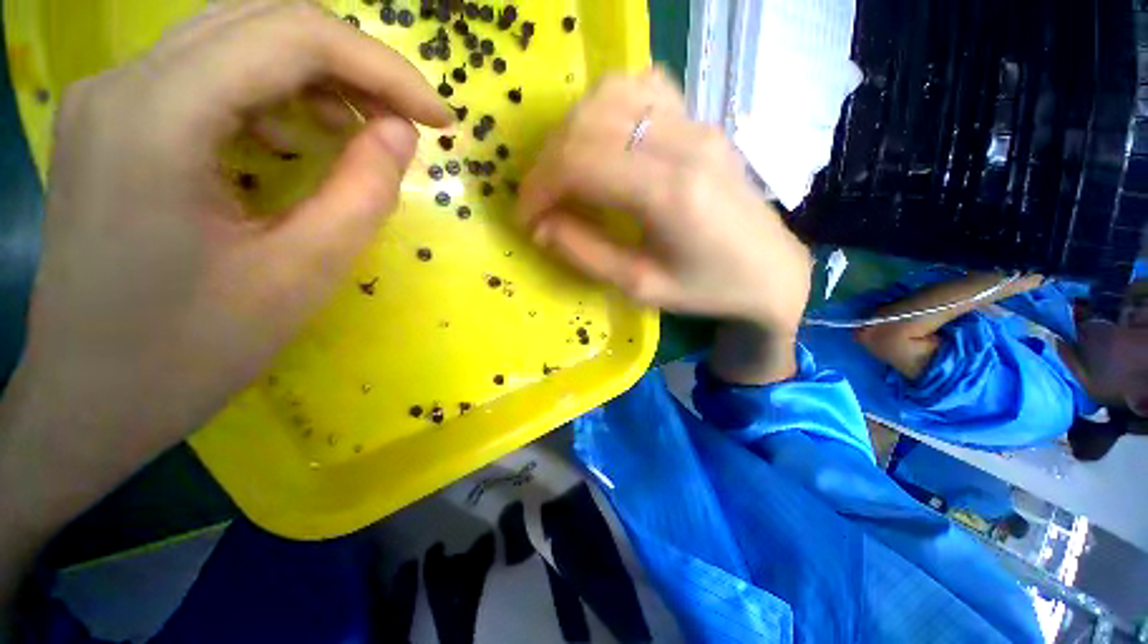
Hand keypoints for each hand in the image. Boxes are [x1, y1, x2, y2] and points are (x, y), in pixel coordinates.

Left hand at [0, 0, 448, 598]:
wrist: (66, 403)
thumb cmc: (172, 357)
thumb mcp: (293, 277)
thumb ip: (356, 193)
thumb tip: (396, 141)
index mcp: (167, 118)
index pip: (296, 38)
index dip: (382, 66)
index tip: (438, 114)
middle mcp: (140, 80)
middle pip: (273, 25)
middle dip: (363, 66)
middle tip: (422, 121)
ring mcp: (129, 94)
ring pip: (252, 44)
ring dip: (329, 83)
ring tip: (381, 136)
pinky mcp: (135, 118)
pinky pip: (236, 79)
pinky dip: (295, 101)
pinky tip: (322, 145)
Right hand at [517, 71, 811, 336]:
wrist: (770, 270)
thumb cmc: (707, 289)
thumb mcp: (640, 285)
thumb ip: (585, 252)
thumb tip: (539, 226)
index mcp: (670, 194)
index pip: (581, 163)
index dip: (539, 187)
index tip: (526, 217)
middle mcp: (684, 143)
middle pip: (589, 124)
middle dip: (548, 163)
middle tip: (541, 202)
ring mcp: (696, 123)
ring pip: (610, 94)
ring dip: (572, 133)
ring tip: (566, 173)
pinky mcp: (701, 121)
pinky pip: (642, 88)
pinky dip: (606, 108)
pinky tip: (603, 142)